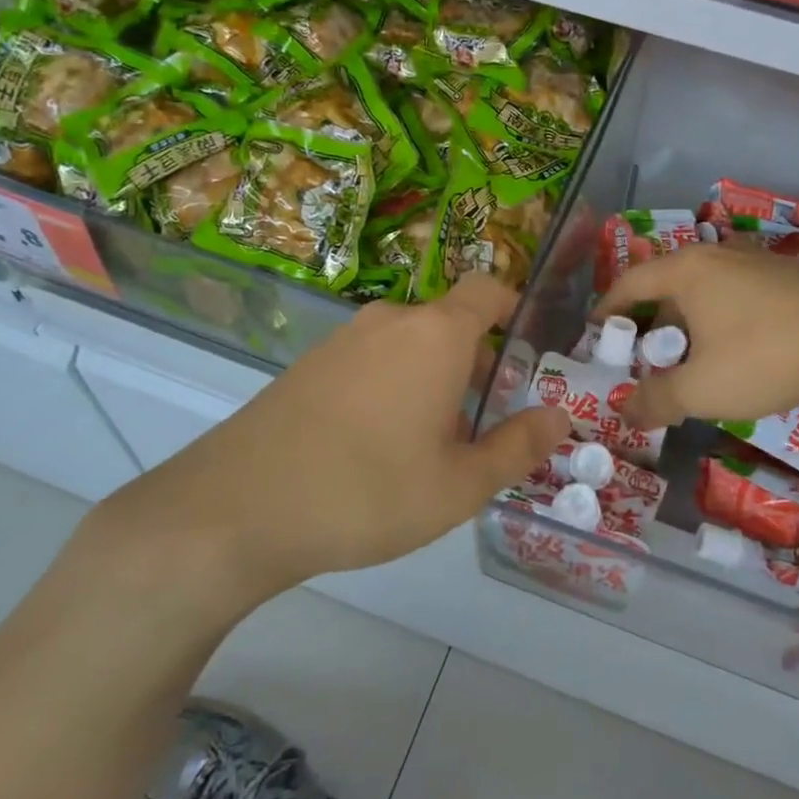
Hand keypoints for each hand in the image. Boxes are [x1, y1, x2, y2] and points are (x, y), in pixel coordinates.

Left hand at [86, 274, 570, 621]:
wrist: (236, 509)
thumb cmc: (367, 491)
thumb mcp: (459, 485)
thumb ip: (517, 447)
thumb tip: (562, 418)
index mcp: (436, 334)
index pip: (488, 289)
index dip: (514, 308)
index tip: (529, 348)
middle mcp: (390, 322)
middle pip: (449, 324)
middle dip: (475, 363)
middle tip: (486, 421)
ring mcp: (342, 341)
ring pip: (407, 345)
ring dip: (432, 378)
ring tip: (434, 443)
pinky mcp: (307, 366)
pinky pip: (370, 362)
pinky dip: (391, 386)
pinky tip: (378, 447)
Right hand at [593, 243, 798, 428]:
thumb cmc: (766, 356)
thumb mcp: (702, 389)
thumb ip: (656, 401)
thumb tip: (624, 412)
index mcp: (687, 271)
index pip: (630, 282)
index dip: (609, 308)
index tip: (597, 332)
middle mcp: (717, 255)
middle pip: (667, 283)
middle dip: (650, 319)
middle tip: (643, 354)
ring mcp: (756, 261)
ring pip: (705, 288)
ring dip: (687, 320)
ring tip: (688, 356)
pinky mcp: (788, 275)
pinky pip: (736, 293)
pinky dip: (720, 317)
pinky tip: (736, 349)